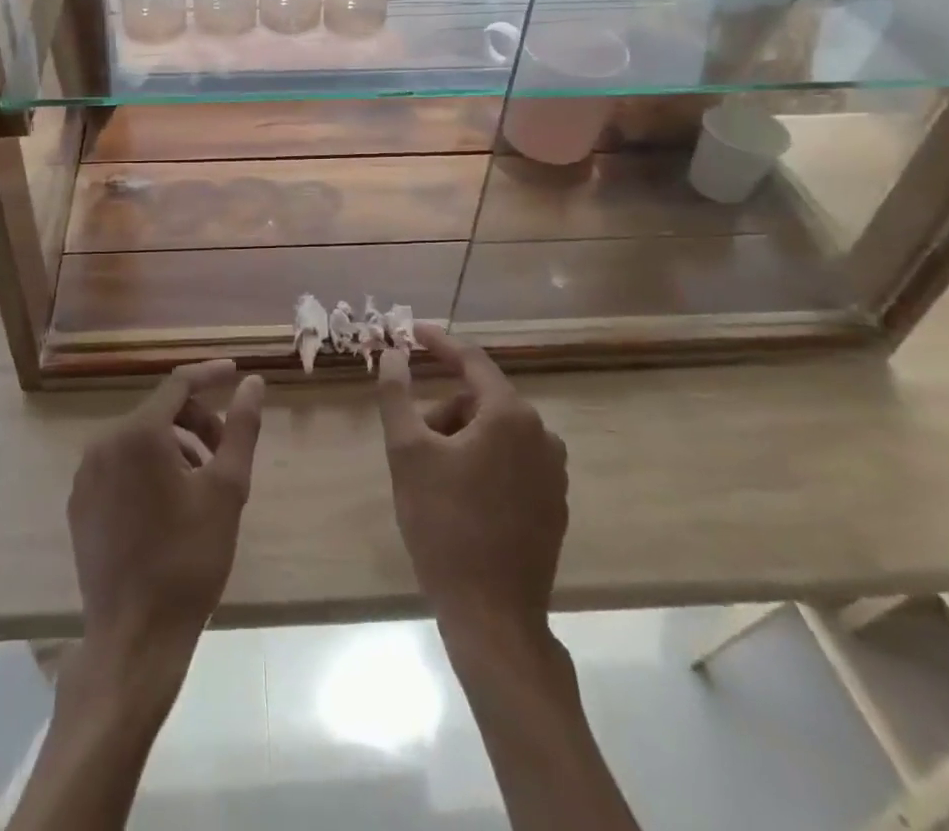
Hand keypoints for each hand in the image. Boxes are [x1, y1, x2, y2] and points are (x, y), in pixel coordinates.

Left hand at [69, 359, 265, 657]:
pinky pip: (120, 466)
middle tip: (225, 453)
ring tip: (202, 485)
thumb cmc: (188, 558)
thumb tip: (252, 382)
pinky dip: (148, 468)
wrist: (134, 637)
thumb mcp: (227, 489)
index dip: (209, 376)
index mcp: (138, 434)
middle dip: (196, 422)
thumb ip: (241, 428)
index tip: (235, 374)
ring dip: (175, 447)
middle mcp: (104, 443)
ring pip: (139, 440)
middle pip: (159, 412)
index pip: (178, 384)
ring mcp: (86, 475)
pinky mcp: (80, 504)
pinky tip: (170, 505)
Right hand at [377, 325, 569, 632]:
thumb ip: (397, 395)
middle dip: (443, 411)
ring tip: (432, 478)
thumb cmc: (444, 525)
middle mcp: (542, 434)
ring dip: (460, 439)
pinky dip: (483, 463)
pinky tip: (460, 498)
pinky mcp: (555, 504)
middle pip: (481, 401)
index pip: (471, 361)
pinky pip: (512, 461)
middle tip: (411, 442)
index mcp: (510, 415)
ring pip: (495, 433)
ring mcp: (554, 472)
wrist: (493, 616)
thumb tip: (393, 354)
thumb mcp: (407, 454)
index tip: (411, 332)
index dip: (438, 343)